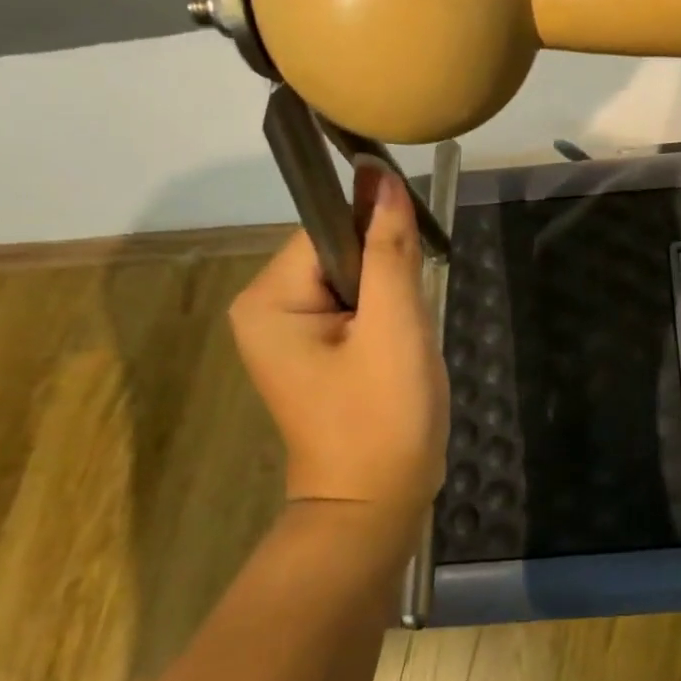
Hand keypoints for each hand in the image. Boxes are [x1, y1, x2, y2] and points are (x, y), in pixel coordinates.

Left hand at [230, 169, 448, 521]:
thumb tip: (380, 175)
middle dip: (388, 282)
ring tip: (403, 351)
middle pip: (342, 255)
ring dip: (391, 306)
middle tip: (407, 331)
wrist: (376, 506)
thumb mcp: (395, 326)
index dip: (380, 242)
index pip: (329, 230)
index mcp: (269, 298)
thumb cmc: (383, 417)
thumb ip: (389, 247)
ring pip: (356, 284)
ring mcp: (287, 335)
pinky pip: (355, 312)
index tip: (414, 275)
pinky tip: (396, 359)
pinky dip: (385, 325)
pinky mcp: (313, 354)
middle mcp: (265, 309)